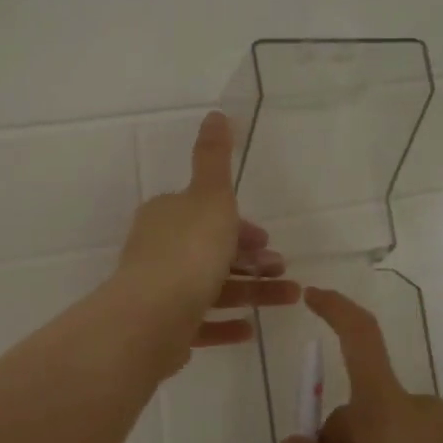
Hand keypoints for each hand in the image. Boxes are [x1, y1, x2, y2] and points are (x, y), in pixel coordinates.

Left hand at [114, 112, 298, 359]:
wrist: (152, 317)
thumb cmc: (189, 251)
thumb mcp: (210, 196)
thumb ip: (215, 158)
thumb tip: (216, 113)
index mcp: (167, 217)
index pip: (206, 215)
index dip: (239, 226)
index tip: (267, 239)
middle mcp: (158, 251)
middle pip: (211, 252)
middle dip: (250, 260)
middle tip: (282, 269)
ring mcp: (159, 292)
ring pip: (212, 288)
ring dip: (252, 292)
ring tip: (290, 298)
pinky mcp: (162, 329)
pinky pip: (200, 324)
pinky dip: (226, 324)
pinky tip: (250, 329)